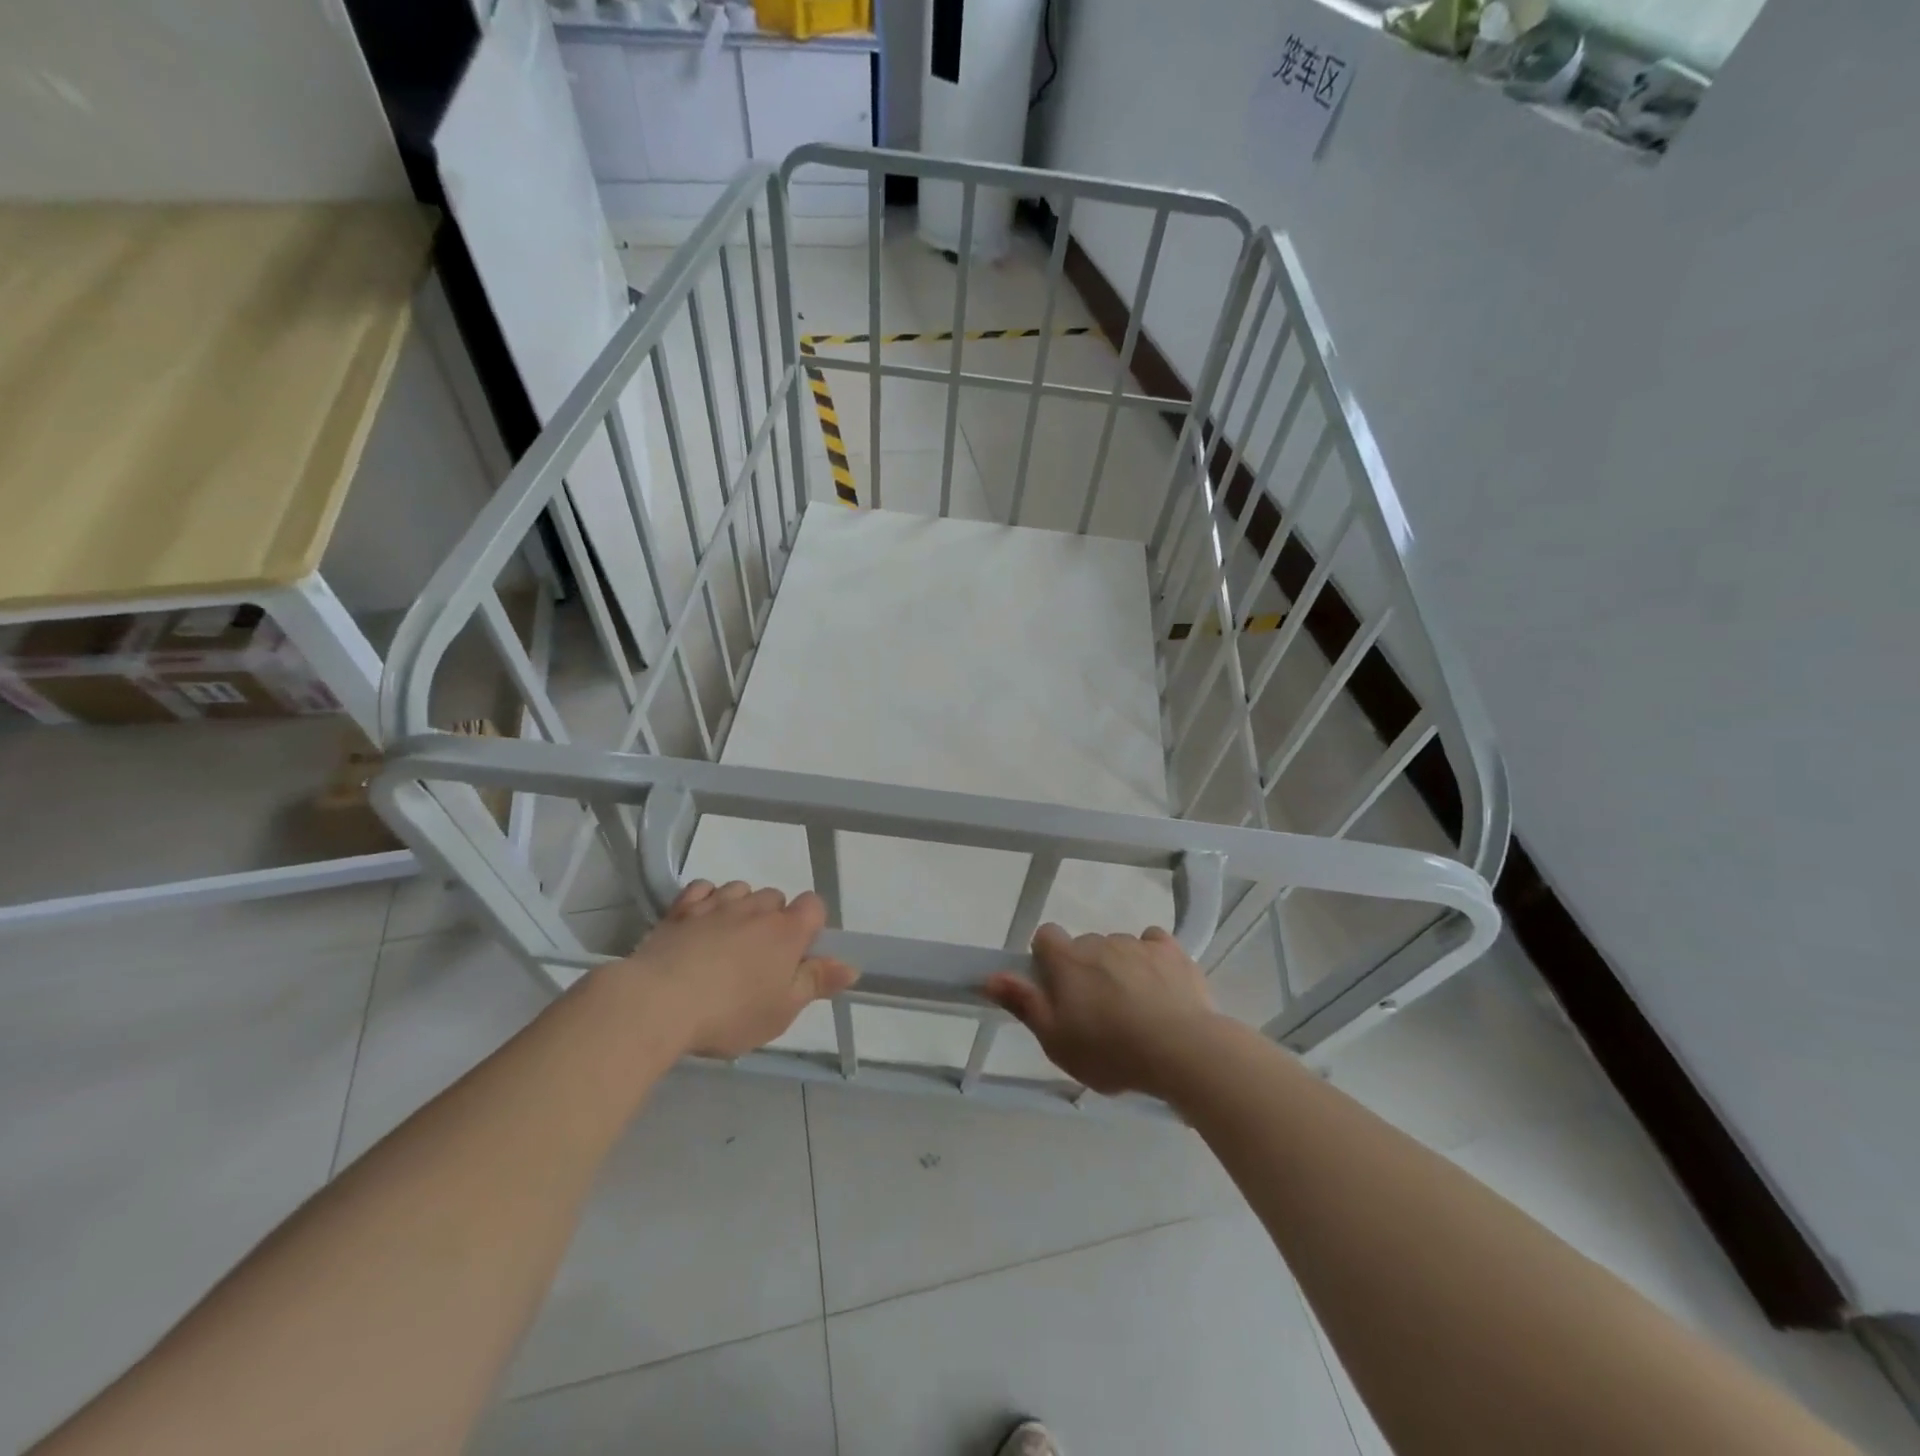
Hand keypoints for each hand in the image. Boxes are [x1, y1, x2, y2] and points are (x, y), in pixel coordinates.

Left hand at [615, 881, 857, 1058]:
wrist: (657, 1003)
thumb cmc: (730, 1012)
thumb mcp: (782, 1010)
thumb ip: (816, 982)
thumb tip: (851, 965)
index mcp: (786, 931)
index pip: (814, 905)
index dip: (811, 925)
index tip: (798, 955)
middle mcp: (755, 908)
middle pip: (776, 898)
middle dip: (774, 920)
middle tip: (760, 960)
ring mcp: (716, 904)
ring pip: (740, 889)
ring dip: (741, 907)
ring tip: (729, 941)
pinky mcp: (681, 909)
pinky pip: (703, 889)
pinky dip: (707, 899)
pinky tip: (701, 921)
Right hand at [983, 924, 1220, 1096]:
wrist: (1180, 1050)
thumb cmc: (1110, 1051)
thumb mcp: (1056, 1040)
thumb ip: (1023, 1003)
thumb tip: (991, 976)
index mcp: (1067, 960)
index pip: (1045, 936)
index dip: (1047, 958)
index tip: (1056, 988)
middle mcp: (1099, 942)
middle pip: (1084, 946)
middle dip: (1086, 970)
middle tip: (1096, 1012)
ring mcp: (1137, 943)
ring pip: (1119, 948)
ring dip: (1119, 968)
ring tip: (1135, 1009)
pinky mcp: (1171, 951)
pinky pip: (1153, 943)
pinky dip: (1152, 959)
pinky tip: (1160, 987)